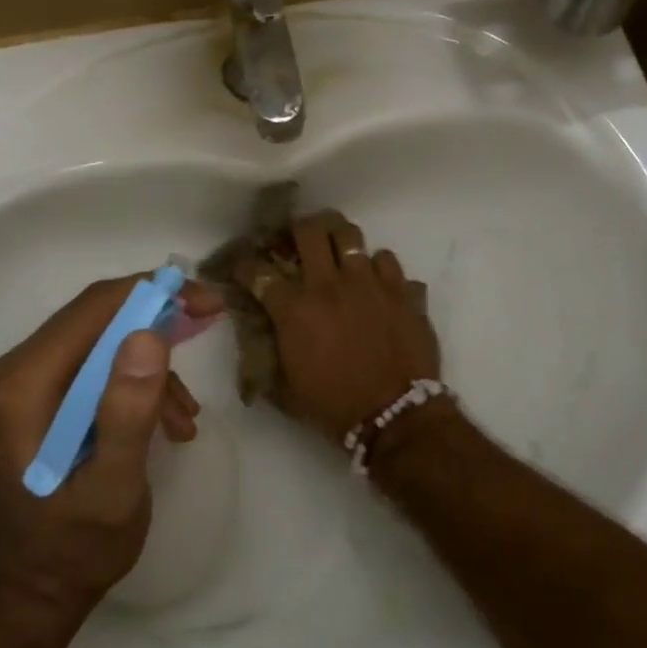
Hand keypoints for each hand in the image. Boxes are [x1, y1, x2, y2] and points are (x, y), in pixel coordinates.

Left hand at [0, 274, 219, 624]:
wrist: (40, 590)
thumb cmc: (76, 546)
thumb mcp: (113, 487)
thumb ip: (127, 412)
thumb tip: (150, 335)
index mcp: (24, 383)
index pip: (95, 308)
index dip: (155, 294)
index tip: (208, 303)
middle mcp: (19, 369)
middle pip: (100, 314)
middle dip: (160, 318)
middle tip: (211, 323)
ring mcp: (30, 381)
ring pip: (106, 336)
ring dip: (155, 362)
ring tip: (186, 416)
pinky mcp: (46, 394)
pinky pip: (102, 363)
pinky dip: (142, 381)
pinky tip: (170, 422)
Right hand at [241, 211, 440, 442]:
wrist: (395, 418)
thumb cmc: (334, 407)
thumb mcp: (285, 388)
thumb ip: (268, 354)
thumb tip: (259, 335)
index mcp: (295, 308)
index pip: (258, 271)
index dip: (245, 265)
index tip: (244, 267)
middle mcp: (330, 284)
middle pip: (309, 230)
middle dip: (297, 229)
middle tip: (298, 240)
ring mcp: (370, 282)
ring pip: (351, 235)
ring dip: (339, 238)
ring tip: (337, 248)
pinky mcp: (402, 290)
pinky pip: (388, 260)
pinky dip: (378, 267)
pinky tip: (376, 281)